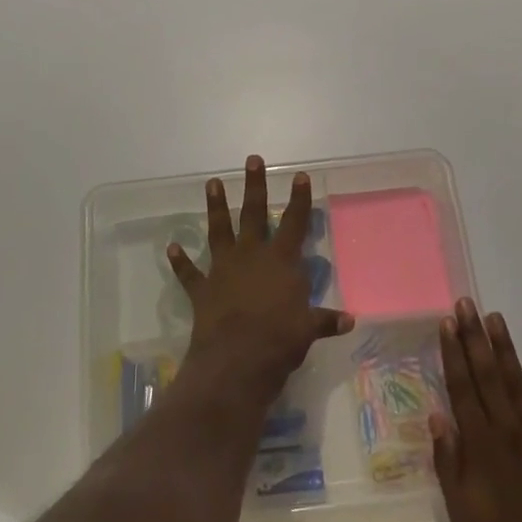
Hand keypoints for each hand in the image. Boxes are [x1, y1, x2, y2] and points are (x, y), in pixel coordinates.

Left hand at [168, 155, 353, 401]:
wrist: (236, 361)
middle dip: (254, 186)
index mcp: (281, 261)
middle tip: (252, 160)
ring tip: (211, 183)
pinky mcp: (202, 289)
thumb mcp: (308, 330)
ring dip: (215, 207)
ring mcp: (223, 270)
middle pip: (253, 214)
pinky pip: (189, 273)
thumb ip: (325, 320)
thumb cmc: (280, 341)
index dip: (298, 199)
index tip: (299, 175)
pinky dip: (180, 261)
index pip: (294, 223)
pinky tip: (172, 247)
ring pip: (219, 231)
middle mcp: (251, 256)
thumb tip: (349, 320)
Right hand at [432, 300, 521, 521]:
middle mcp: (508, 433)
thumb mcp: (463, 518)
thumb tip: (437, 416)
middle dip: (474, 338)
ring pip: (518, 383)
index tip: (446, 323)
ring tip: (494, 318)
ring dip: (505, 349)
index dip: (453, 354)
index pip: (462, 389)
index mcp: (480, 449)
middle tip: (466, 305)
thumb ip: (450, 464)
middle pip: (487, 376)